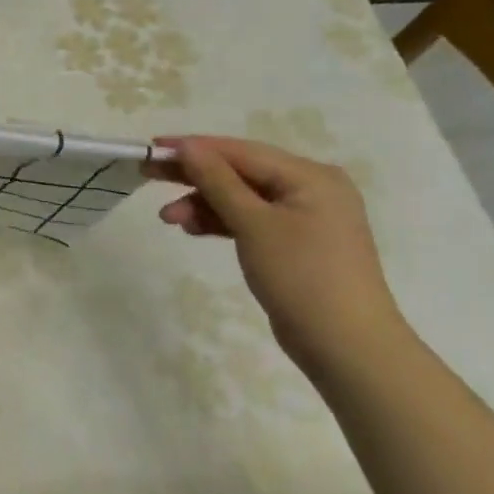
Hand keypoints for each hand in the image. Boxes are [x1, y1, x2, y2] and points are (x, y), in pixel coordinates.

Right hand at [145, 135, 408, 375]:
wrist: (345, 345)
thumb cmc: (301, 276)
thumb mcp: (254, 224)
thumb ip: (218, 182)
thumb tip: (188, 147)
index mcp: (310, 176)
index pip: (241, 151)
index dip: (195, 147)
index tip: (151, 148)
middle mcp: (310, 189)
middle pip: (240, 172)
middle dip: (195, 176)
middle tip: (148, 176)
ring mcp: (303, 218)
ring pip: (241, 198)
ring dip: (204, 203)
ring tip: (169, 218)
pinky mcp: (293, 243)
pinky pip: (250, 220)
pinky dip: (221, 222)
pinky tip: (194, 229)